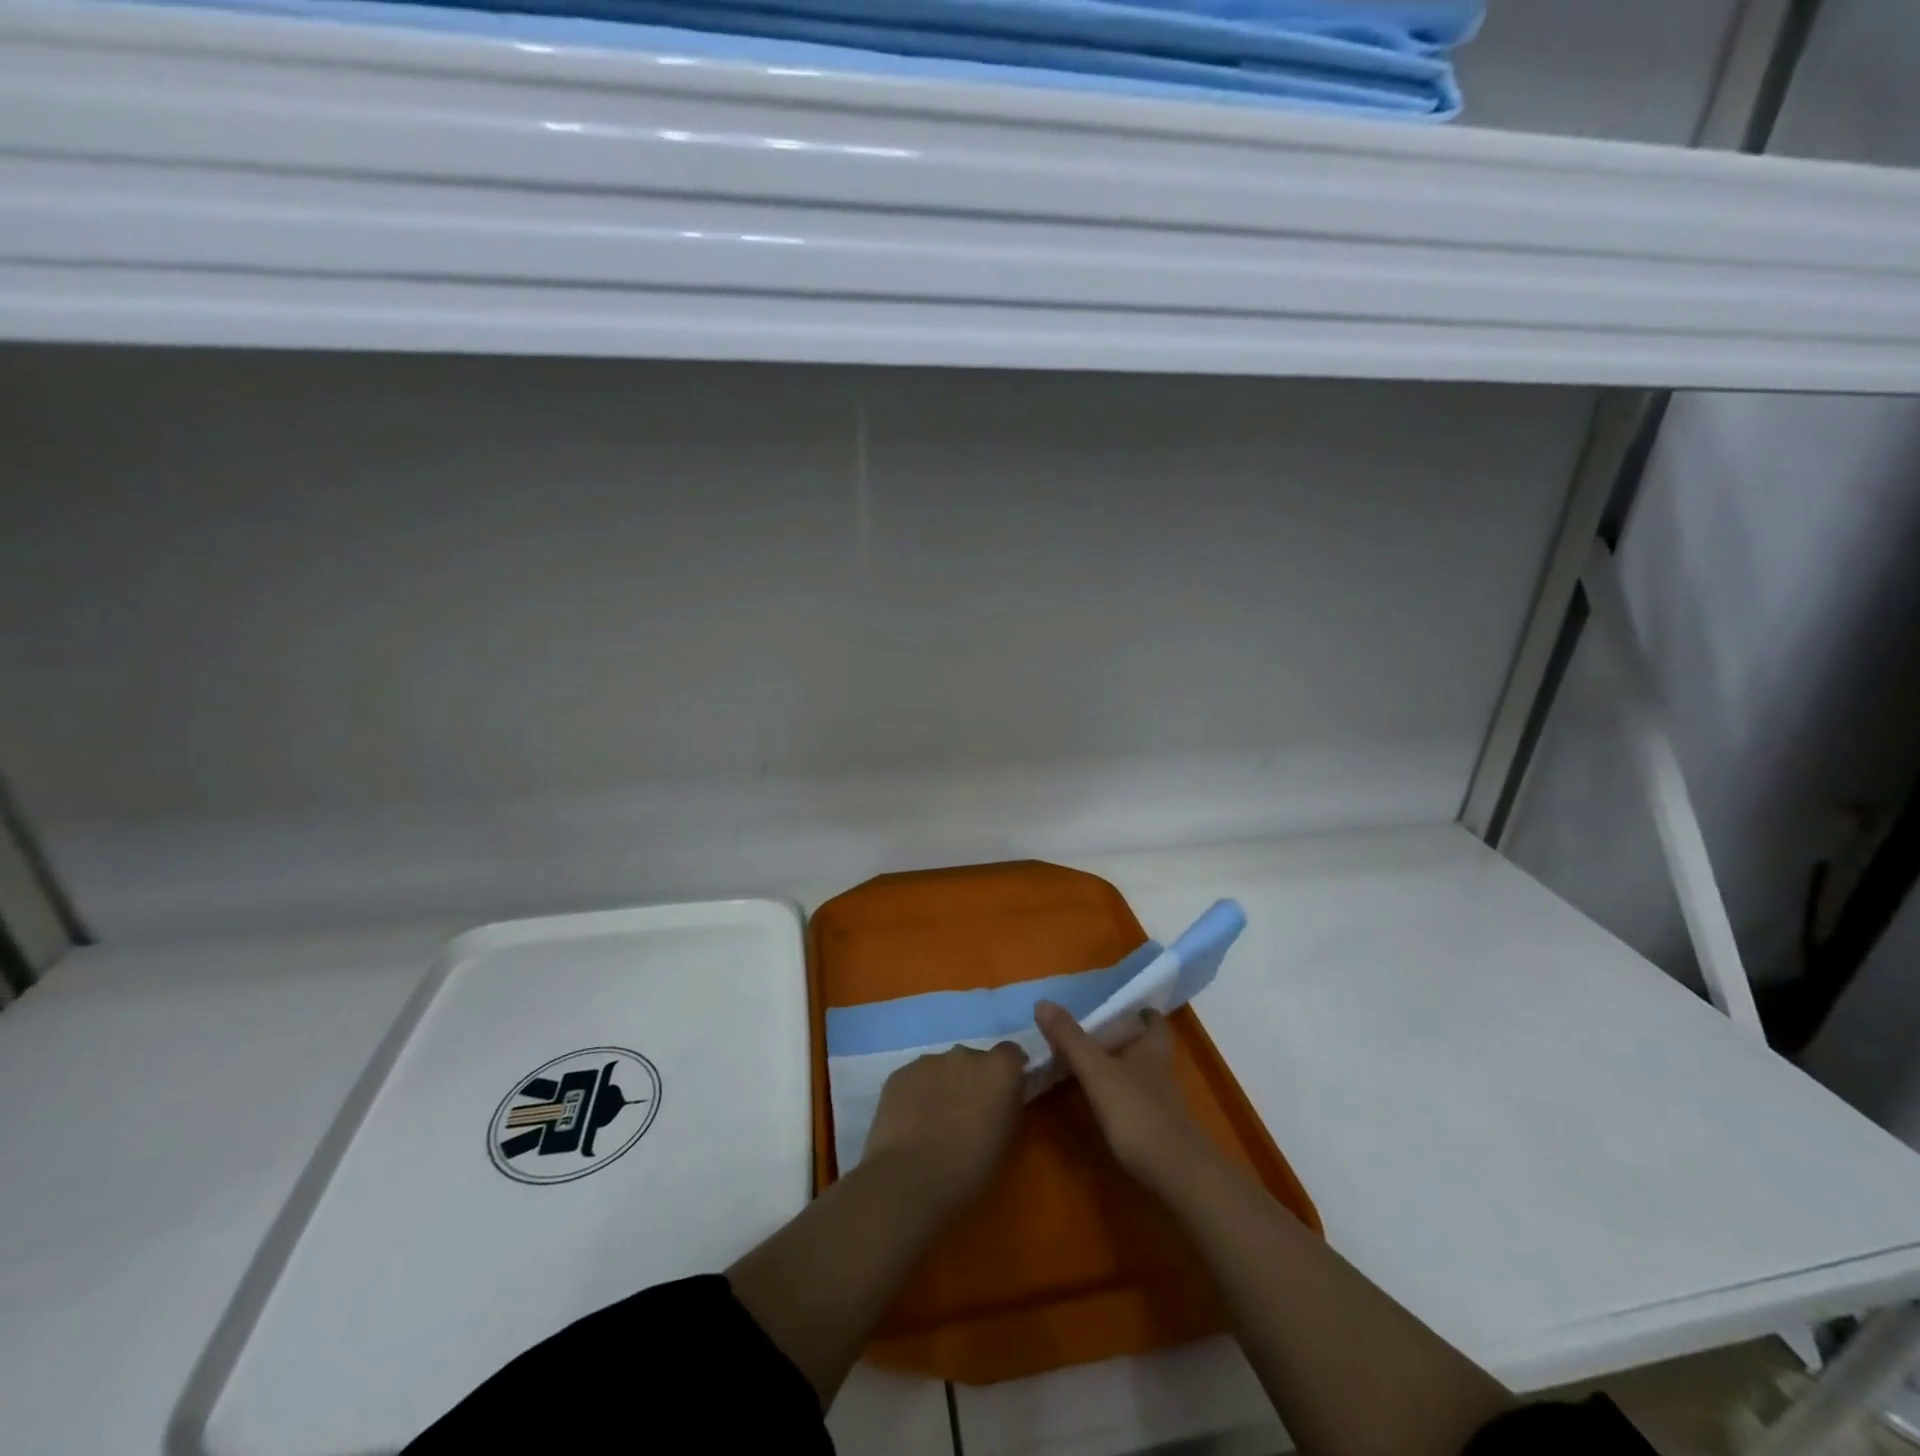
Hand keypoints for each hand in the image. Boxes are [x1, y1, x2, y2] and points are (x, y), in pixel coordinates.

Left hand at [861, 1042, 1026, 1215]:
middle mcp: (965, 1054)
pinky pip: (915, 1079)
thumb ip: (1009, 1105)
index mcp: (998, 1068)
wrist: (911, 1179)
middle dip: (973, 1079)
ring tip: (935, 1122)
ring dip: (944, 1085)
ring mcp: (929, 1060)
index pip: (1011, 1054)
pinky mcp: (900, 1073)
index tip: (1005, 1094)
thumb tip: (1009, 1093)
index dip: (1009, 1071)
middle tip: (968, 1114)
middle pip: (974, 1059)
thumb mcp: (1007, 1139)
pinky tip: (912, 1124)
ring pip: (942, 1068)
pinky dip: (917, 1094)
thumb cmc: (971, 1169)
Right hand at [1035, 1001, 1200, 1194]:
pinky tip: (1103, 1104)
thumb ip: (1070, 1039)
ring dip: (1122, 1068)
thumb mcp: (1096, 1071)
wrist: (1176, 1173)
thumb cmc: (1137, 1111)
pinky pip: (1138, 1102)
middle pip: (1148, 1047)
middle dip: (1127, 1040)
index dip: (1142, 1013)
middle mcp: (1160, 1070)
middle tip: (1097, 1036)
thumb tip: (1043, 1003)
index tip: (1124, 1009)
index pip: (1155, 1022)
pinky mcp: (1159, 1130)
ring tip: (1092, 1066)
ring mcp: (1162, 1102)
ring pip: (1143, 1075)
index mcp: (1151, 1048)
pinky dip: (1122, 1097)